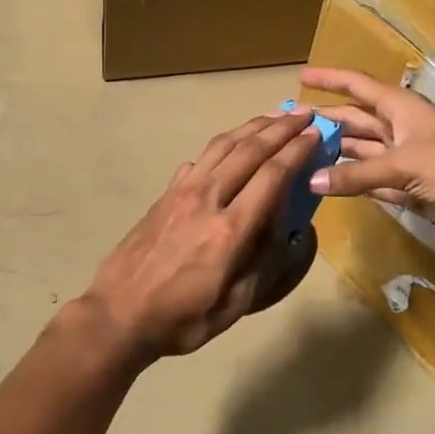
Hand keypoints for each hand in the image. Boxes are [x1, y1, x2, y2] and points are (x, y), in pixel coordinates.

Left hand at [81, 109, 321, 360]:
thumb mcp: (234, 303)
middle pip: (249, 150)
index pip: (272, 176)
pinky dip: (221, 146)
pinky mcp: (165, 195)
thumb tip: (282, 225)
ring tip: (273, 116)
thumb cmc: (182, 319)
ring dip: (251, 127)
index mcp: (230, 230)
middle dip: (280, 128)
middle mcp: (207, 199)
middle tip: (303, 114)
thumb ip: (262, 260)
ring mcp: (181, 193)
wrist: (119, 314)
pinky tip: (230, 147)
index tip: (316, 134)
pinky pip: (199, 159)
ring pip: (221, 146)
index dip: (297, 151)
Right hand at [298, 66, 434, 243]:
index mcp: (400, 108)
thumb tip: (312, 181)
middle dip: (324, 121)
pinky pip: (372, 181)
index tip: (301, 76)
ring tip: (298, 157)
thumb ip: (358, 175)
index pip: (357, 86)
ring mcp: (405, 159)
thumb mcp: (406, 164)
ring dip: (334, 154)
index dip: (330, 79)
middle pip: (354, 120)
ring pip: (360, 152)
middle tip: (287, 126)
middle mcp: (399, 128)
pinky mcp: (411, 187)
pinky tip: (327, 186)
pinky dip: (351, 183)